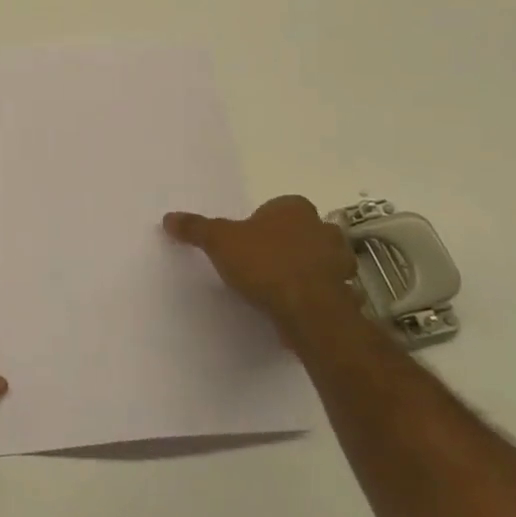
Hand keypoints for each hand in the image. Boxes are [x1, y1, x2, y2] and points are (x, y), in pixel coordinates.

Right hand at [163, 195, 356, 331]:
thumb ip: (196, 228)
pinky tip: (298, 307)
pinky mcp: (346, 293)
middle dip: (288, 244)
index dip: (263, 222)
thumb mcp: (219, 241)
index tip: (248, 241)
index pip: (279, 207)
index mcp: (296, 208)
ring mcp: (340, 261)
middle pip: (303, 232)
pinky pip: (330, 290)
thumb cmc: (264, 263)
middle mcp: (323, 228)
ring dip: (307, 269)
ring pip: (321, 260)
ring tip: (279, 288)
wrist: (308, 309)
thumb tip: (168, 217)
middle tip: (262, 262)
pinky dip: (317, 295)